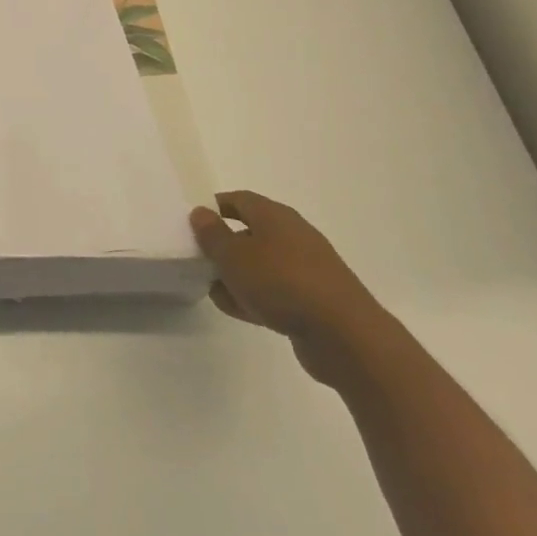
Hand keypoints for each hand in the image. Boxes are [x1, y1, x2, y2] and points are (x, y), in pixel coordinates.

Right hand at [189, 190, 387, 383]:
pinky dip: (255, 296)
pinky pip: (275, 290)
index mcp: (275, 216)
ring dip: (237, 275)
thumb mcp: (234, 255)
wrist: (344, 335)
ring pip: (262, 264)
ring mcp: (306, 269)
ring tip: (214, 290)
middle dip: (223, 245)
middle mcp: (293, 235)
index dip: (215, 207)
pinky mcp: (314, 299)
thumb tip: (201, 213)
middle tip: (199, 259)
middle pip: (250, 232)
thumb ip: (212, 234)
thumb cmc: (281, 282)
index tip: (193, 222)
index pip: (239, 200)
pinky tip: (239, 310)